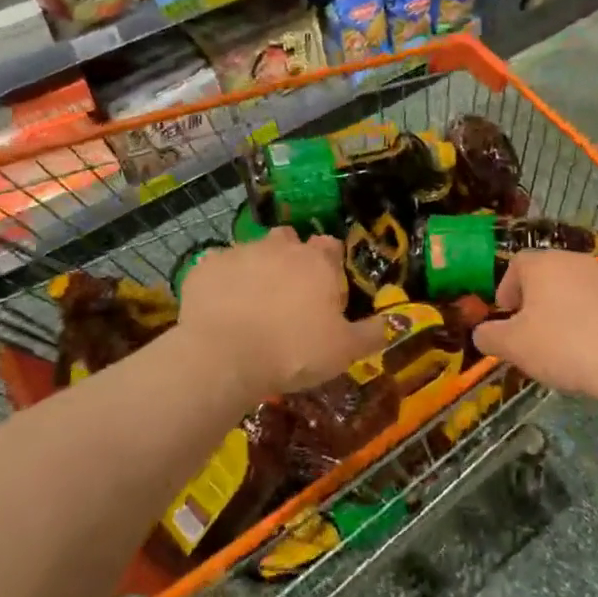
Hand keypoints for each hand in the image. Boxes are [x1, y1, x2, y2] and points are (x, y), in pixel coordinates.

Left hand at [177, 227, 382, 395]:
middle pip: (289, 241)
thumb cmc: (293, 351)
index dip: (329, 264)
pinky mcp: (205, 266)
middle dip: (290, 258)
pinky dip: (221, 282)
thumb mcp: (344, 351)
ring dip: (255, 269)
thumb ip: (370, 334)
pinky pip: (217, 268)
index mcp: (317, 262)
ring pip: (252, 251)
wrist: (224, 355)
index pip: (330, 246)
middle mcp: (280, 247)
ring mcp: (240, 252)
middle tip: (287, 295)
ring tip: (251, 304)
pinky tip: (219, 308)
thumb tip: (391, 323)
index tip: (325, 290)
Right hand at [473, 251, 597, 402]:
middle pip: (548, 274)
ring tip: (564, 342)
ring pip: (576, 288)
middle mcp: (576, 260)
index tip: (506, 317)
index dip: (507, 289)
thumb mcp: (514, 346)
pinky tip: (594, 348)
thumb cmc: (563, 346)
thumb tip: (481, 333)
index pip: (517, 265)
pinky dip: (593, 319)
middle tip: (531, 331)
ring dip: (565, 308)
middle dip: (536, 299)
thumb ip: (489, 336)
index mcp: (544, 263)